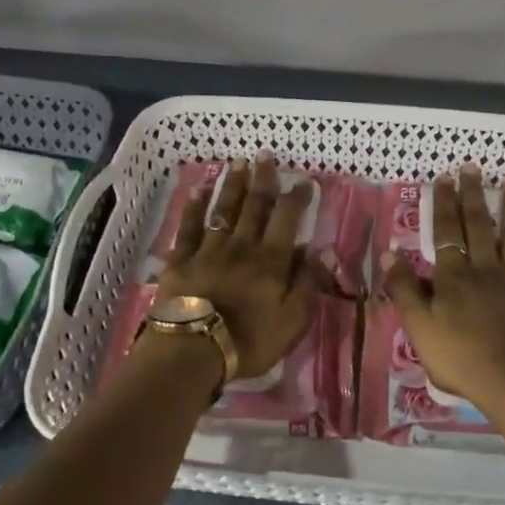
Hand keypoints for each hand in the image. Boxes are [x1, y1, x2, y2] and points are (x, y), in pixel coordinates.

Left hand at [156, 156, 325, 382]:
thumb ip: (308, 283)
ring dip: (232, 185)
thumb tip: (323, 250)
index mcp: (271, 261)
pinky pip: (189, 227)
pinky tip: (198, 189)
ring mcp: (209, 250)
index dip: (296, 198)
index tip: (304, 180)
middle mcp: (242, 246)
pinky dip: (193, 207)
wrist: (193, 350)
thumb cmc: (248, 341)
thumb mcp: (292, 321)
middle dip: (262, 179)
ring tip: (238, 162)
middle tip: (265, 154)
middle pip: (254, 206)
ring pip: (223, 210)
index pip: (287, 220)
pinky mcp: (181, 260)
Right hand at [381, 166, 504, 417]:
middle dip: (474, 194)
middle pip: (479, 225)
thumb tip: (388, 253)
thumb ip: (404, 290)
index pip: (446, 231)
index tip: (444, 177)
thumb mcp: (420, 329)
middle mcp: (486, 268)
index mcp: (454, 276)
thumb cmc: (462, 360)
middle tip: (473, 166)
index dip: (444, 203)